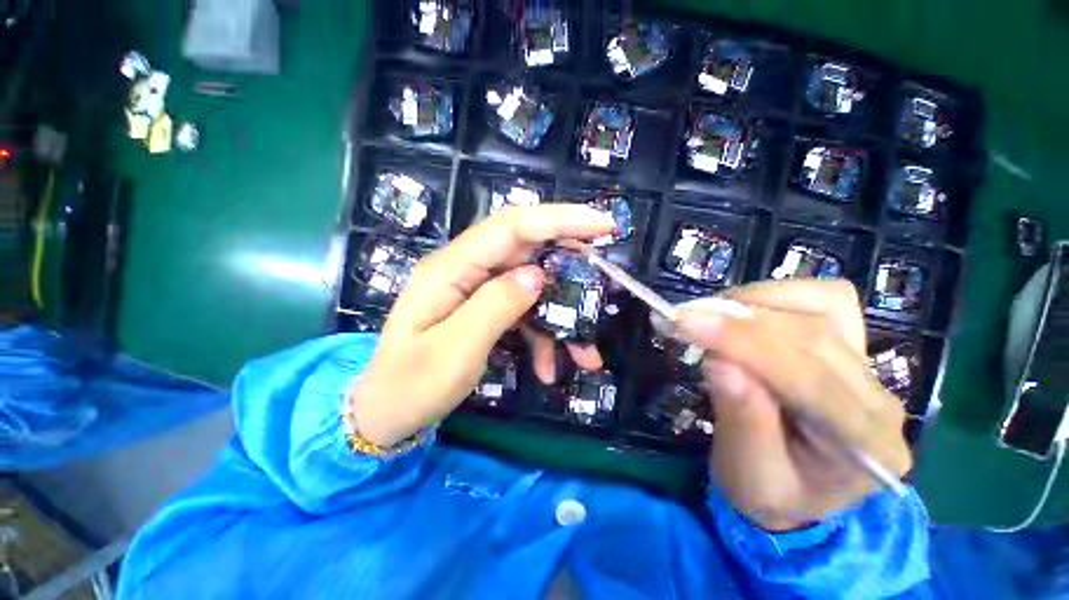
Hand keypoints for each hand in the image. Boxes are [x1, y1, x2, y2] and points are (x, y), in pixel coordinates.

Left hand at [349, 205, 616, 446]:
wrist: (387, 413)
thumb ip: (496, 306)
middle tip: (603, 279)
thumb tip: (538, 275)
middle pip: (527, 250)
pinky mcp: (484, 309)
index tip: (603, 224)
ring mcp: (476, 290)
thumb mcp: (455, 351)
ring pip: (532, 287)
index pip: (511, 226)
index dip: (558, 219)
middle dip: (569, 265)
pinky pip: (522, 312)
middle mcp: (466, 270)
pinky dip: (542, 337)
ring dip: (561, 318)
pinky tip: (549, 369)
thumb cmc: (411, 386)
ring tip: (586, 355)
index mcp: (451, 269)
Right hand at [674, 280, 911, 531]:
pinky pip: (822, 299)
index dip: (741, 341)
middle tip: (683, 318)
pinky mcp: (852, 345)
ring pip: (823, 305)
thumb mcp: (749, 475)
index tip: (684, 320)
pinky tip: (743, 314)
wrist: (800, 491)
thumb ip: (741, 422)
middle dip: (738, 319)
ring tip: (711, 317)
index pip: (807, 377)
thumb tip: (720, 364)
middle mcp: (880, 400)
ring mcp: (871, 367)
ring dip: (756, 303)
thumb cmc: (770, 493)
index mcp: (865, 447)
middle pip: (813, 334)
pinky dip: (775, 297)